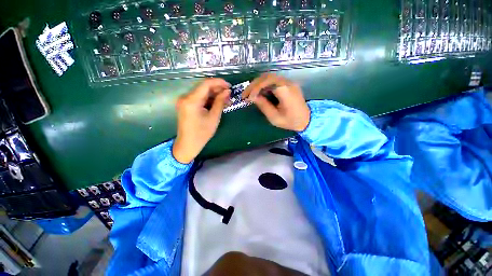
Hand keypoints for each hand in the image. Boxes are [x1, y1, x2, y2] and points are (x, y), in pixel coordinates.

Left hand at [173, 78, 230, 163]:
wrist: (188, 144)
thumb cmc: (202, 133)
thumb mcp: (214, 117)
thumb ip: (220, 102)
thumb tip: (227, 91)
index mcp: (191, 100)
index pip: (206, 84)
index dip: (219, 82)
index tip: (230, 86)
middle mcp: (185, 97)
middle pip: (203, 87)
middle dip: (217, 89)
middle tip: (229, 95)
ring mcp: (184, 100)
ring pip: (202, 92)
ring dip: (214, 94)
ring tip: (225, 100)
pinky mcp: (186, 105)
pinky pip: (199, 98)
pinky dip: (208, 99)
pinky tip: (217, 103)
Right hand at [242, 73, 309, 131]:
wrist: (306, 120)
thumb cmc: (291, 121)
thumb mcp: (275, 117)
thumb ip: (263, 106)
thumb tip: (253, 97)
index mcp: (285, 90)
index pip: (266, 82)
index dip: (254, 88)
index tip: (248, 98)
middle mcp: (287, 82)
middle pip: (266, 77)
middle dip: (253, 85)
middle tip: (245, 94)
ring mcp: (288, 82)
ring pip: (269, 77)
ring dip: (257, 85)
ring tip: (250, 94)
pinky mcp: (288, 85)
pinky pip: (273, 81)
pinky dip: (264, 86)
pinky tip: (259, 93)